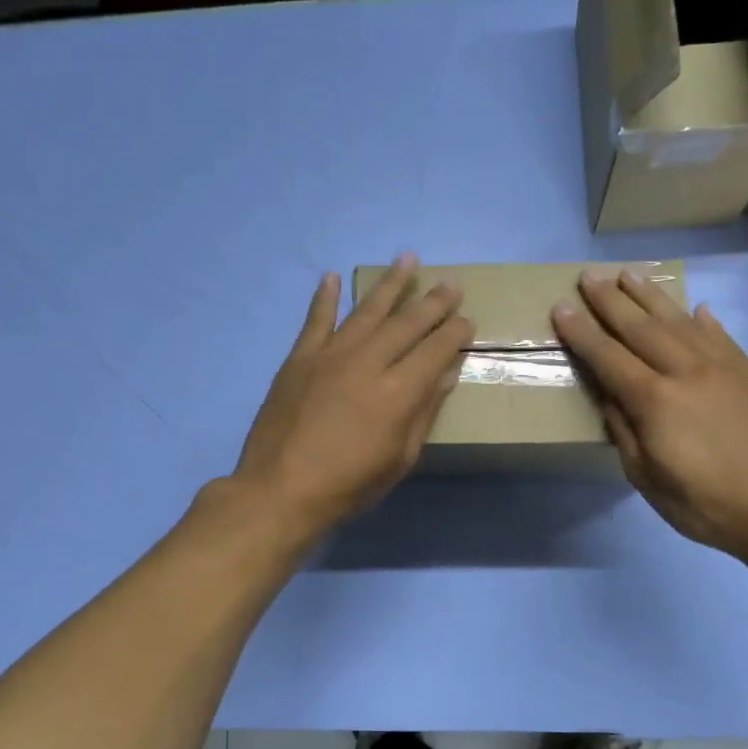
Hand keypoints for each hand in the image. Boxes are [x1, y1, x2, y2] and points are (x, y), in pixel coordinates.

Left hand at [233, 255, 472, 538]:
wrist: (279, 490)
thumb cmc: (348, 485)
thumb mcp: (398, 459)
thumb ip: (423, 413)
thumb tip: (445, 375)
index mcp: (398, 392)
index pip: (435, 350)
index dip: (455, 332)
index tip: (467, 318)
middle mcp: (368, 362)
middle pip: (407, 323)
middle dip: (433, 301)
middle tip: (451, 283)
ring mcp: (330, 355)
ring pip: (367, 310)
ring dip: (389, 284)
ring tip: (407, 259)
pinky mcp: (299, 358)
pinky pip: (315, 319)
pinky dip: (324, 297)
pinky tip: (332, 277)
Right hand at [551, 270, 747, 563]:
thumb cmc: (704, 503)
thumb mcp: (645, 477)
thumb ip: (623, 430)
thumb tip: (608, 394)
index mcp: (654, 400)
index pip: (608, 356)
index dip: (582, 332)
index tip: (561, 307)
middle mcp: (685, 371)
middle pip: (640, 327)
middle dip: (609, 300)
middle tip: (588, 276)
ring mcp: (721, 367)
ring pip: (678, 320)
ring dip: (650, 296)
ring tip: (628, 274)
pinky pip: (719, 336)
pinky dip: (702, 319)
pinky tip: (693, 308)